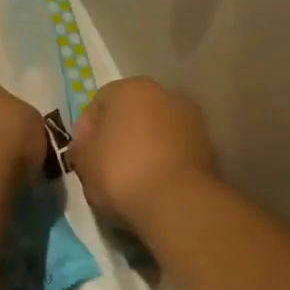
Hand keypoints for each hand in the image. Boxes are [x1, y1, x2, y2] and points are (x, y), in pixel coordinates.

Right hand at [73, 78, 217, 230]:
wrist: (176, 201)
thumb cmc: (120, 172)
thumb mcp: (83, 162)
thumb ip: (81, 147)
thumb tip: (87, 146)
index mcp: (129, 88)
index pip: (98, 103)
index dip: (86, 130)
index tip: (82, 156)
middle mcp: (164, 93)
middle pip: (131, 113)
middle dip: (118, 135)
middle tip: (105, 166)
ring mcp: (190, 118)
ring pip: (155, 131)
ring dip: (143, 147)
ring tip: (132, 178)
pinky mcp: (208, 145)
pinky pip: (174, 149)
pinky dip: (163, 161)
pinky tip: (154, 184)